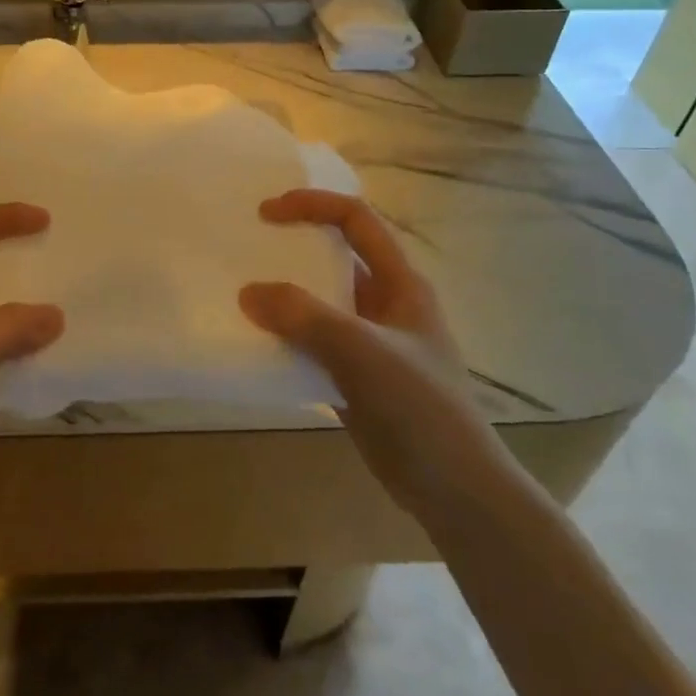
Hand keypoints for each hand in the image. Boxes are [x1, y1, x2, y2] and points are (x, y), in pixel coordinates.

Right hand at [240, 190, 494, 512]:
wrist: (454, 490)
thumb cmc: (419, 407)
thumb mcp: (362, 352)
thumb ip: (305, 317)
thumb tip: (248, 293)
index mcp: (400, 283)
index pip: (357, 221)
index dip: (313, 205)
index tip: (266, 212)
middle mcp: (385, 303)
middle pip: (336, 257)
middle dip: (293, 247)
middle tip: (247, 247)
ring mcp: (369, 342)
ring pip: (321, 303)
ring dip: (285, 295)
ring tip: (241, 292)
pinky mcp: (354, 376)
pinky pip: (312, 343)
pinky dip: (285, 338)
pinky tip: (255, 342)